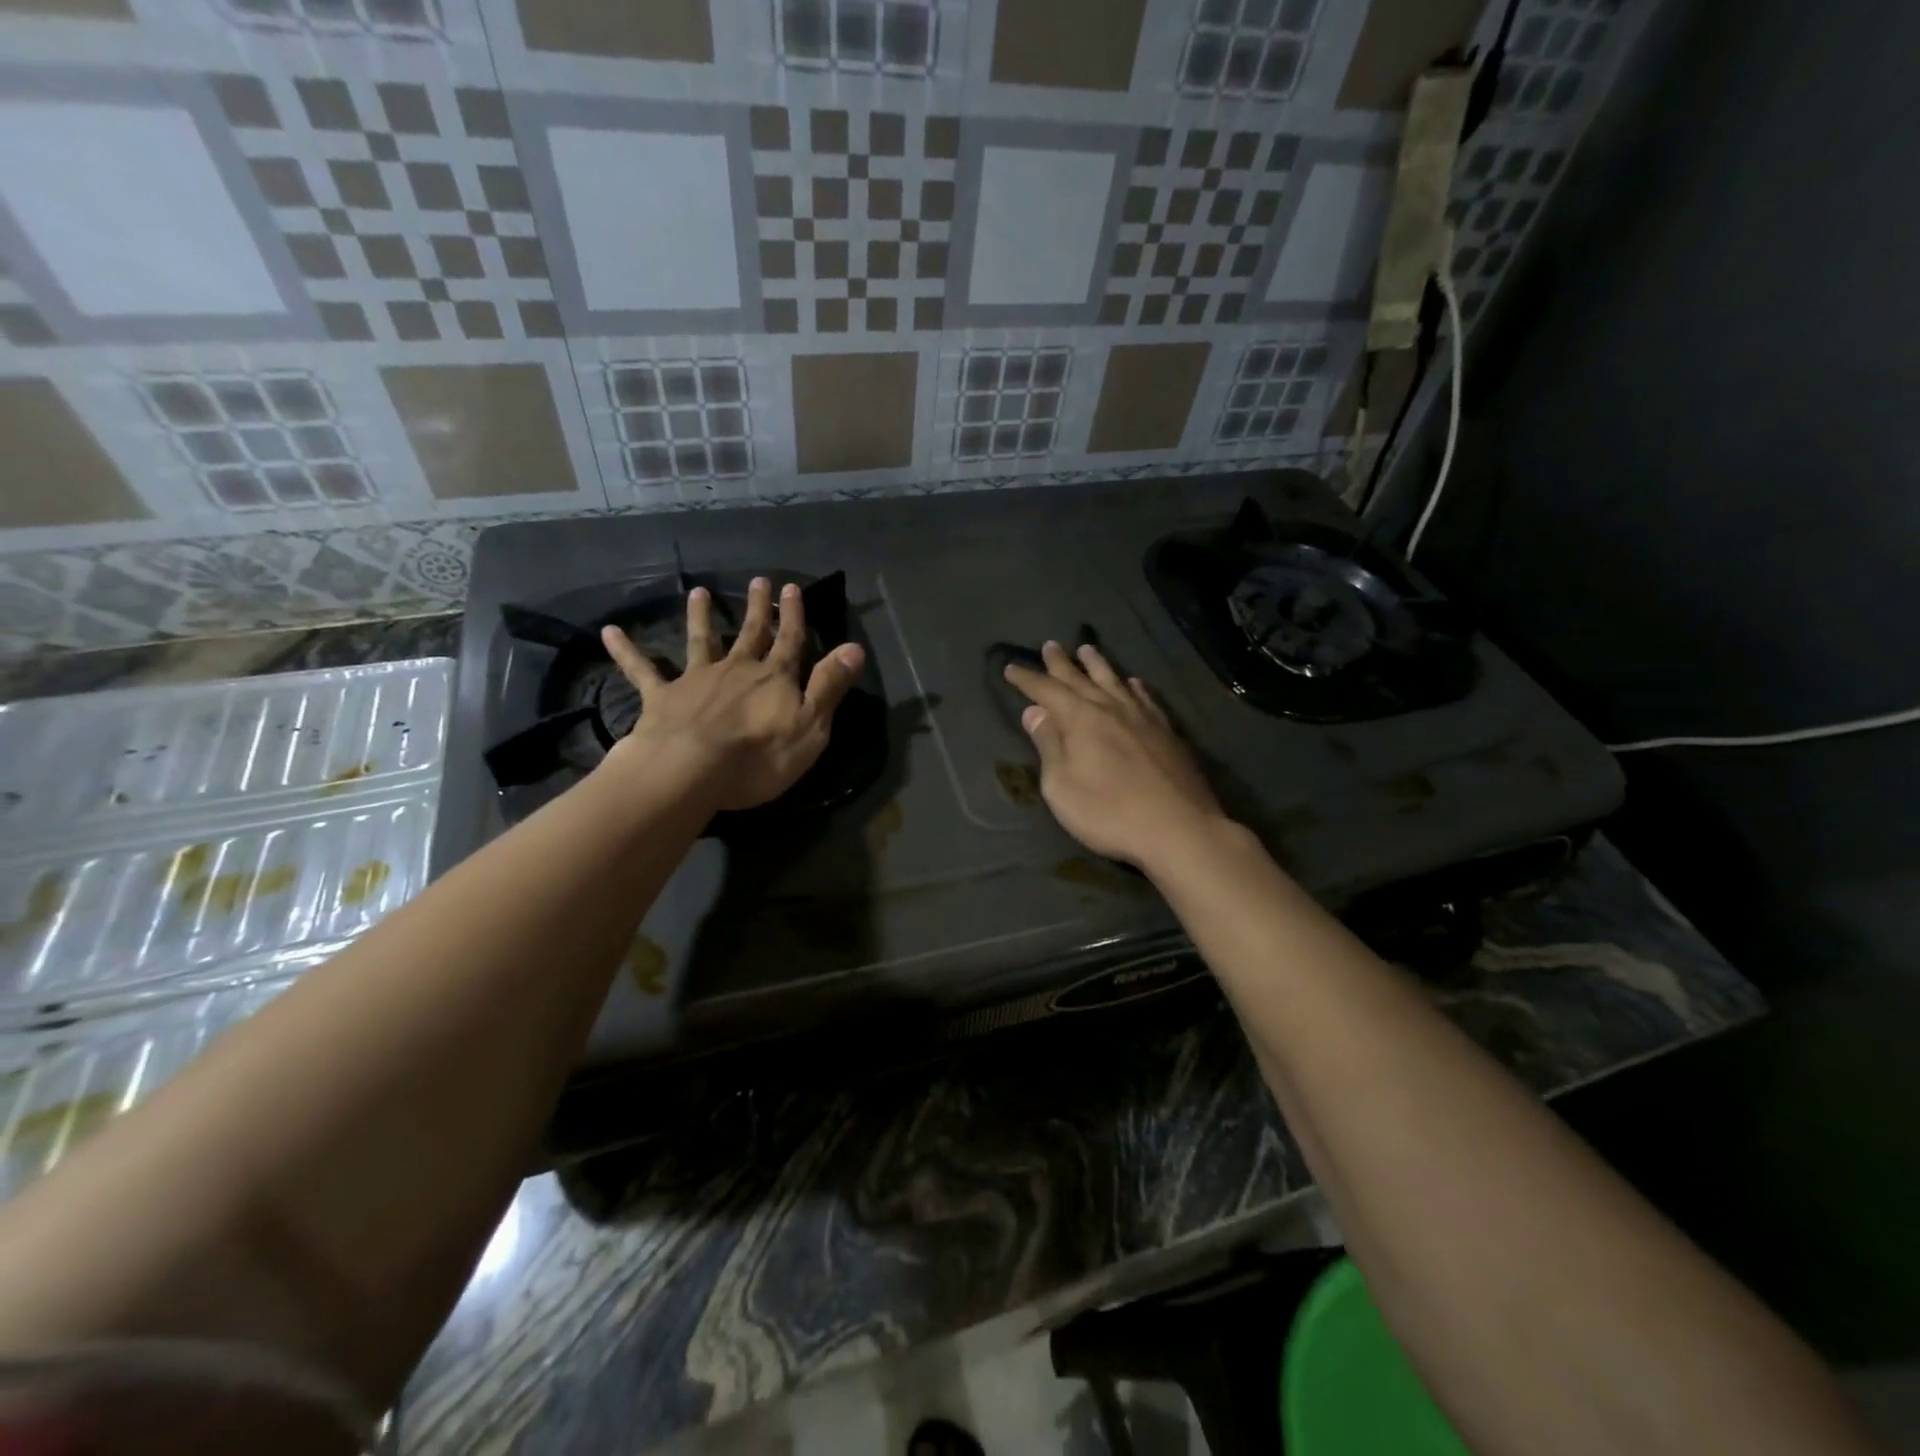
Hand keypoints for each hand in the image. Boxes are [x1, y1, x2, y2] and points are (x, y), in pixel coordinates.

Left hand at [601, 577, 864, 811]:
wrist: (692, 770)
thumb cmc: (759, 756)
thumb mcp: (811, 726)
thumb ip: (829, 685)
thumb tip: (854, 647)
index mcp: (773, 678)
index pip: (790, 641)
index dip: (793, 615)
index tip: (792, 587)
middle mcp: (736, 669)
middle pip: (750, 633)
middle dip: (757, 608)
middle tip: (758, 581)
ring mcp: (696, 680)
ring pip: (701, 641)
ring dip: (702, 617)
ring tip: (699, 592)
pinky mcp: (662, 698)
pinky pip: (642, 670)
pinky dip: (626, 651)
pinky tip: (609, 632)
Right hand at [1004, 642, 1227, 871]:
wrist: (1179, 829)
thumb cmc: (1109, 813)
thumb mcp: (1062, 787)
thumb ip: (1049, 746)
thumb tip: (1034, 712)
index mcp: (1081, 720)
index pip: (1047, 691)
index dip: (1028, 679)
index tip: (1010, 668)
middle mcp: (1112, 709)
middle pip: (1081, 679)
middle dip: (1061, 663)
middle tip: (1050, 645)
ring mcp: (1143, 719)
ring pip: (1115, 681)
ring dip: (1098, 665)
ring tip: (1087, 650)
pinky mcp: (1167, 733)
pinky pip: (1145, 698)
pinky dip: (1134, 687)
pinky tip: (1133, 683)